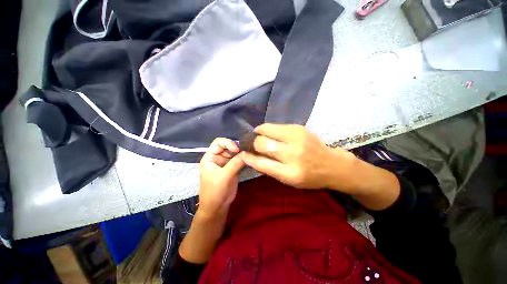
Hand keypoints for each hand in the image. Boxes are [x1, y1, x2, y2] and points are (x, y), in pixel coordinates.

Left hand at [198, 138, 244, 217]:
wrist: (217, 207)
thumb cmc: (215, 191)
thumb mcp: (224, 176)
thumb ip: (235, 163)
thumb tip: (247, 152)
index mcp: (210, 157)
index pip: (218, 142)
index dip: (228, 143)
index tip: (237, 150)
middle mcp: (218, 158)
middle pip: (228, 146)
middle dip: (237, 148)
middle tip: (247, 152)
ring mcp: (226, 163)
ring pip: (235, 153)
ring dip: (242, 153)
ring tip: (250, 155)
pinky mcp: (232, 168)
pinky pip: (239, 160)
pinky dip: (244, 159)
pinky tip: (250, 160)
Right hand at [240, 124, 358, 191]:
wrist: (332, 165)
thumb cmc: (310, 177)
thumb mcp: (289, 180)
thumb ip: (268, 168)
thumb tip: (250, 157)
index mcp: (290, 173)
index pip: (261, 163)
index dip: (248, 157)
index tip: (243, 153)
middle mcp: (293, 154)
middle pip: (262, 143)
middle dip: (252, 143)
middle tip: (250, 144)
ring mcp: (297, 138)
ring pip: (266, 130)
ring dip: (258, 133)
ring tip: (257, 136)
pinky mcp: (299, 128)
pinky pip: (276, 126)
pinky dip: (268, 129)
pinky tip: (269, 134)